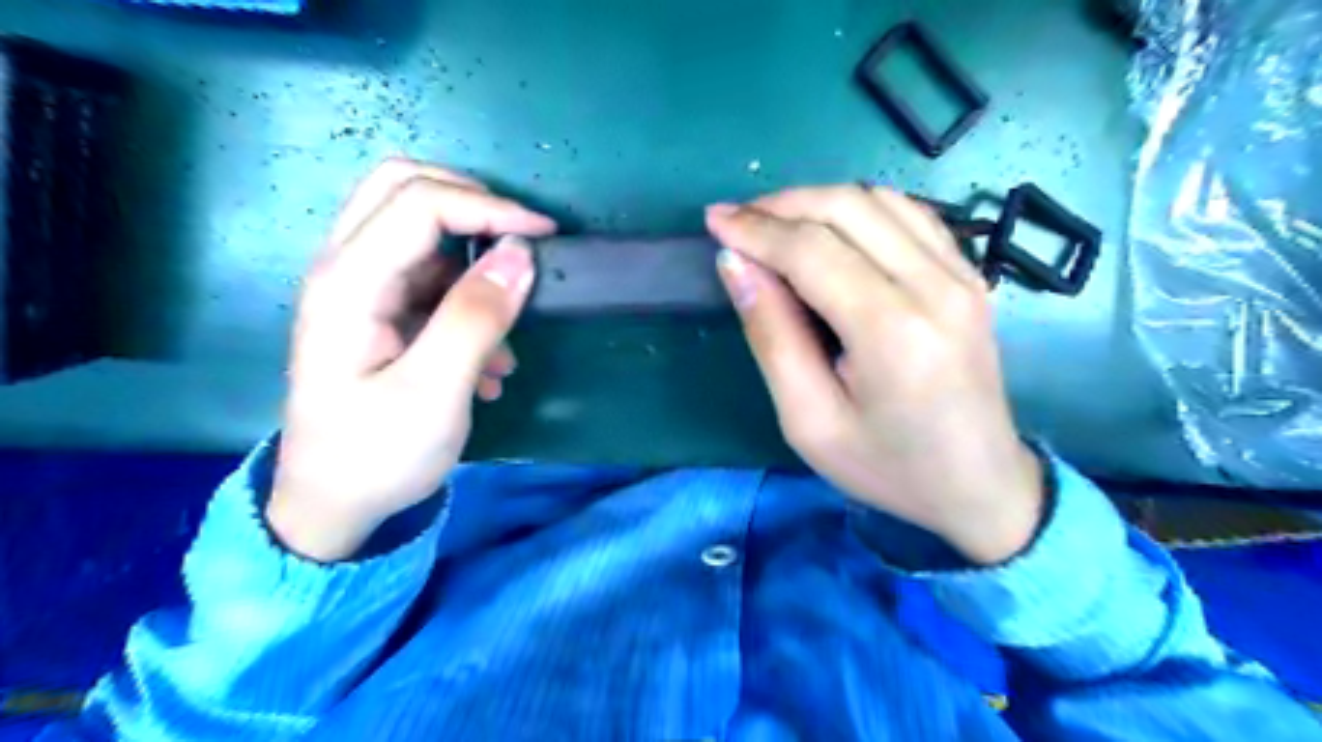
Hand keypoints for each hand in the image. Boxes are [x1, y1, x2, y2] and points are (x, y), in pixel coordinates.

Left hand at [264, 160, 554, 560]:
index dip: (490, 208)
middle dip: (471, 202)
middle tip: (520, 238)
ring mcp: (359, 290)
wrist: (331, 507)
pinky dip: (467, 298)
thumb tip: (521, 254)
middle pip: (402, 189)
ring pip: (418, 231)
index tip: (545, 236)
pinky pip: (428, 278)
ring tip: (507, 330)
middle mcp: (345, 270)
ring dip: (473, 261)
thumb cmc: (376, 454)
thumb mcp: (435, 392)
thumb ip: (476, 318)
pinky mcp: (377, 313)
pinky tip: (488, 361)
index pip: (420, 204)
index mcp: (349, 283)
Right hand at [708, 181, 1048, 562]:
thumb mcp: (809, 420)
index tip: (713, 221)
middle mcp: (935, 286)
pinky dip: (859, 209)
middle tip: (736, 221)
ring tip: (773, 225)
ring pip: (878, 200)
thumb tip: (735, 264)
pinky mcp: (969, 275)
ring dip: (817, 201)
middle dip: (780, 205)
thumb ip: (771, 336)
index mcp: (892, 331)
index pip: (811, 249)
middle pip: (847, 208)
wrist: (980, 485)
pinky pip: (909, 214)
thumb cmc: (886, 466)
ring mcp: (961, 275)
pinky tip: (830, 230)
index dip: (756, 228)